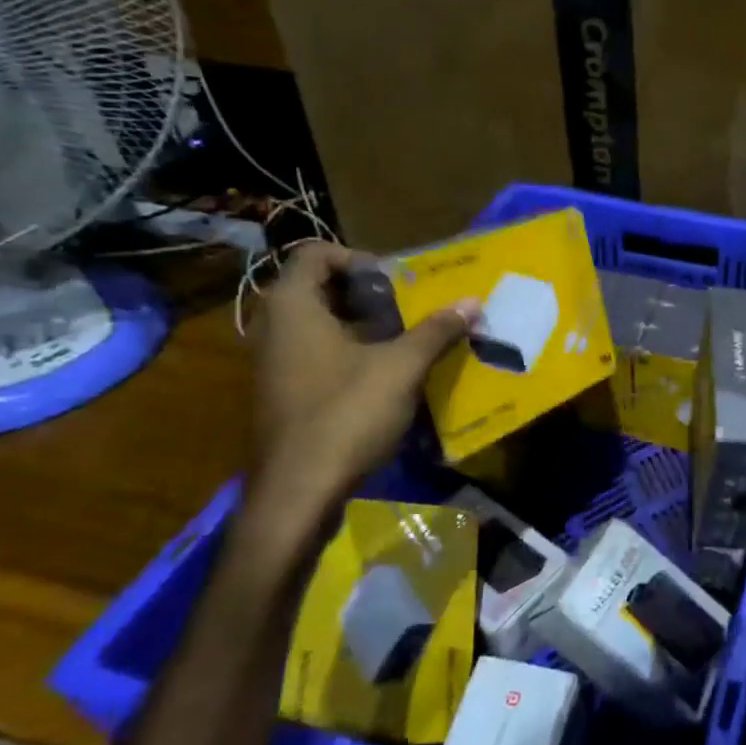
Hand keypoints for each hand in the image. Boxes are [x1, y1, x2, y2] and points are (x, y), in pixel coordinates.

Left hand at [249, 242, 476, 510]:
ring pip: (318, 323)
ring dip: (360, 324)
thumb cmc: (346, 414)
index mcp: (292, 306)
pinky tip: (383, 376)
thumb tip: (473, 302)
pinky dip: (347, 352)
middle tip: (407, 309)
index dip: (359, 258)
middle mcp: (272, 326)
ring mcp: (272, 362)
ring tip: (403, 340)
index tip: (395, 284)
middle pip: (318, 287)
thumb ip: (436, 331)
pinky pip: (314, 353)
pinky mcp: (281, 392)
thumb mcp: (401, 367)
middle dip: (366, 293)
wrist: (298, 492)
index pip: (315, 253)